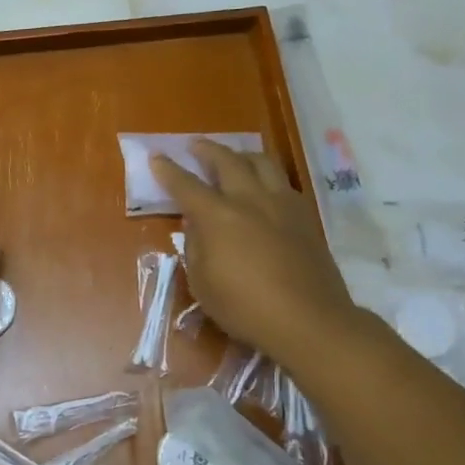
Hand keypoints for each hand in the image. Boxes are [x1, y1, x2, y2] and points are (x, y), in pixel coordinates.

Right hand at [153, 140, 354, 359]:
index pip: (186, 185)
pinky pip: (283, 182)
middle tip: (195, 145)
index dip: (168, 170)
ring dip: (242, 155)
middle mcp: (249, 200)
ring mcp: (282, 204)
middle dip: (207, 150)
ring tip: (234, 157)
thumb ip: (196, 248)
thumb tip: (197, 227)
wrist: (307, 319)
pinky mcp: (305, 216)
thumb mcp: (203, 284)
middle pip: (227, 161)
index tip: (157, 156)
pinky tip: (265, 187)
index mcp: (218, 216)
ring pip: (262, 163)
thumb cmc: (245, 307)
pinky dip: (267, 176)